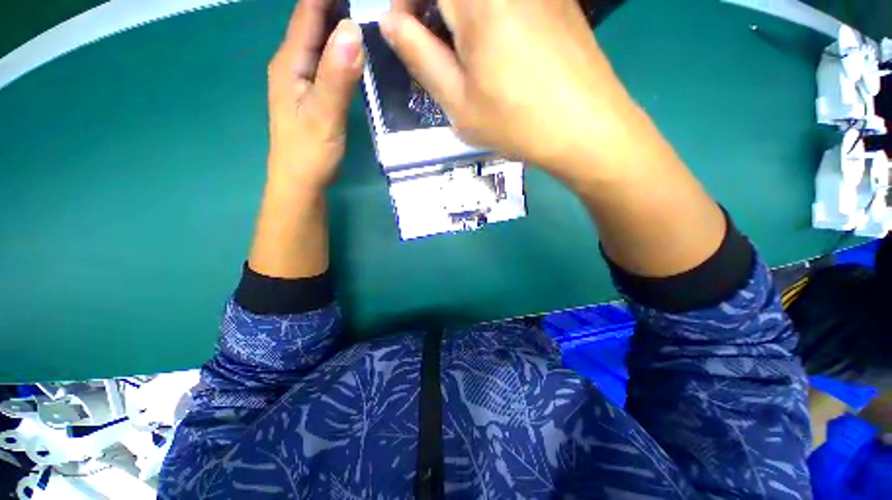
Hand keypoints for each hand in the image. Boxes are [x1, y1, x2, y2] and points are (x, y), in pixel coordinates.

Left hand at [266, 0, 364, 191]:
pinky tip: (353, 45)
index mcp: (290, 62)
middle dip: (334, 3)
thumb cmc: (309, 153)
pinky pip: (325, 58)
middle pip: (312, 20)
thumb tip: (353, 30)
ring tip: (361, 10)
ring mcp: (302, 79)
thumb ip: (336, 76)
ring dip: (337, 20)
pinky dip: (339, 45)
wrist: (300, 182)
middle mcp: (292, 63)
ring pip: (319, 38)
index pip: (307, 11)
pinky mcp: (312, 92)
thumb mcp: (324, 115)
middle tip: (367, 1)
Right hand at [382, 0, 637, 176]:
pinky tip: (499, 51)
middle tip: (434, 48)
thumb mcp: (458, 102)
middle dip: (433, 8)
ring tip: (467, 56)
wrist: (586, 129)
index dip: (405, 2)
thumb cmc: (516, 124)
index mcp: (478, 1)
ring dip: (461, 15)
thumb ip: (420, 56)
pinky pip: (511, 2)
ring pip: (481, 0)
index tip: (405, 33)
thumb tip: (392, 22)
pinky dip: (490, 16)